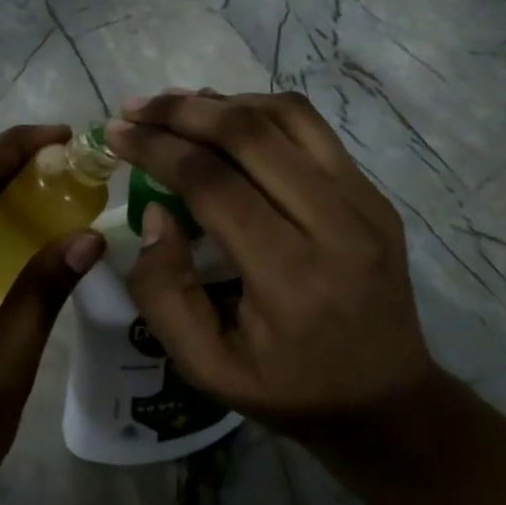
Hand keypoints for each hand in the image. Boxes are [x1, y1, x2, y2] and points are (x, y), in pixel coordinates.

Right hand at [102, 90, 432, 455]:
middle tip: (137, 108)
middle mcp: (335, 228)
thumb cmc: (289, 390)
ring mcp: (364, 203)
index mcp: (291, 282)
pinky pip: (310, 128)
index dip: (158, 149)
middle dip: (181, 112)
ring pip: (285, 115)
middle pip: (249, 135)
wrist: (388, 402)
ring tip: (176, 107)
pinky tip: (226, 120)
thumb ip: (164, 292)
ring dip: (222, 102)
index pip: (214, 185)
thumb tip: (156, 211)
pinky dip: (259, 111)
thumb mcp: (207, 368)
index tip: (117, 133)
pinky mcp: (374, 193)